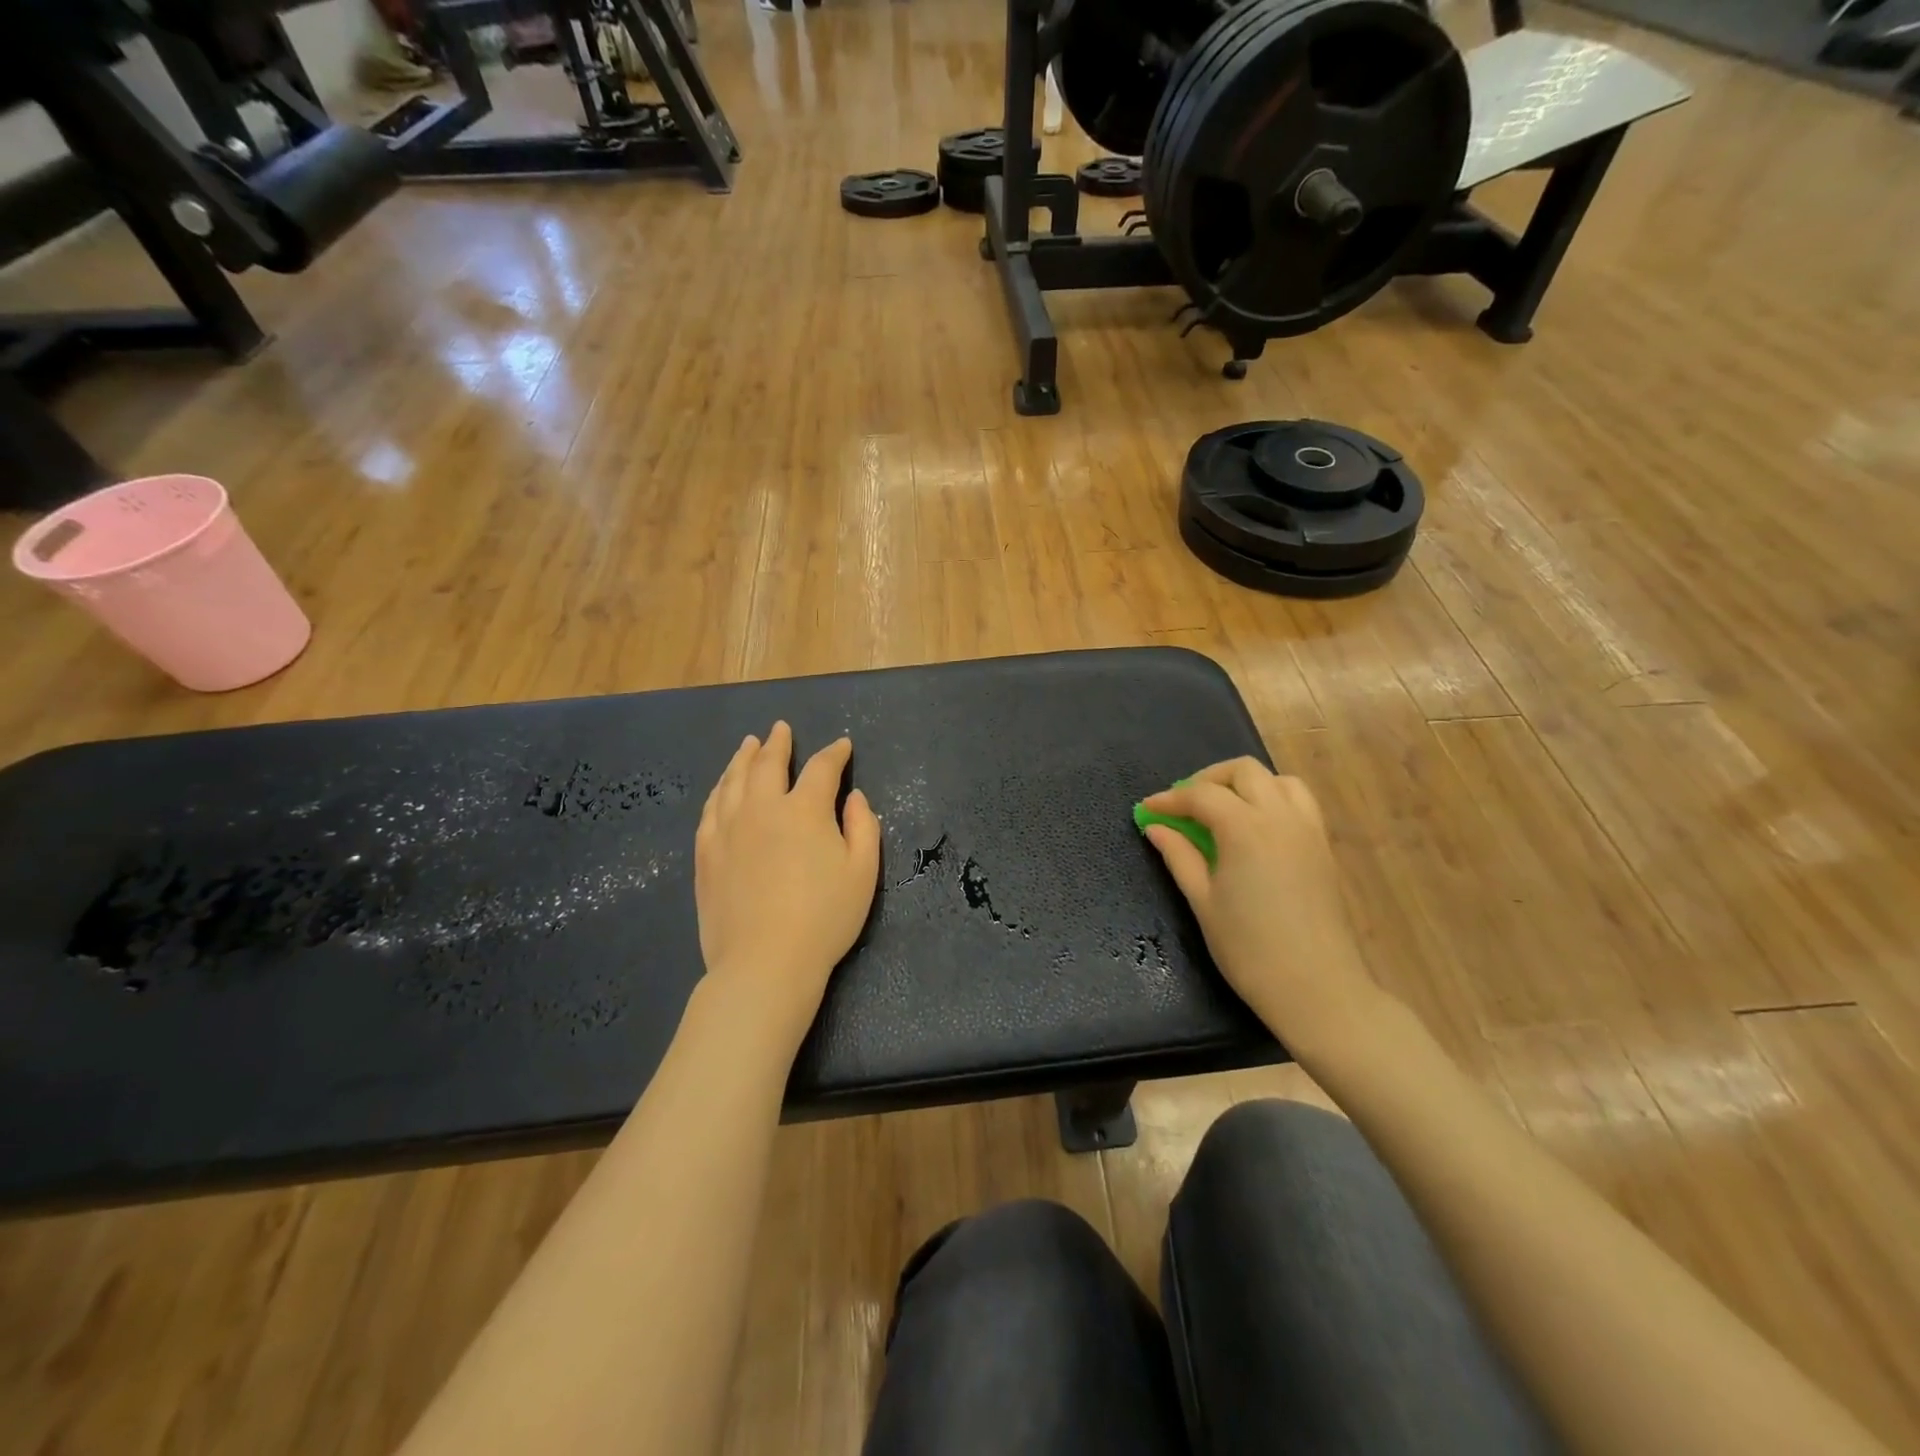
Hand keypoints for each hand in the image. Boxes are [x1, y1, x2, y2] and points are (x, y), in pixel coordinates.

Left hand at [694, 722, 880, 1051]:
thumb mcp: (863, 873)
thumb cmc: (824, 919)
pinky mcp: (706, 852)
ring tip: (748, 744)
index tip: (842, 746)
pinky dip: (719, 790)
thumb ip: (864, 827)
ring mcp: (728, 828)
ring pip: (733, 780)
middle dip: (778, 742)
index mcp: (805, 809)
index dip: (835, 753)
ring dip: (743, 757)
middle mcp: (762, 807)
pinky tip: (722, 787)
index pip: (822, 768)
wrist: (764, 962)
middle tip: (781, 728)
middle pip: (767, 763)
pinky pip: (710, 808)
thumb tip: (855, 798)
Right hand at [1141, 759, 1378, 1053]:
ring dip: (1245, 784)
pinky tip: (1253, 828)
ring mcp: (1307, 829)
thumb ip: (1179, 856)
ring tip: (1221, 810)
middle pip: (1243, 771)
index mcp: (1245, 828)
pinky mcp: (1323, 847)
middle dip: (1208, 780)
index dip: (1170, 799)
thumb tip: (1156, 827)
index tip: (1147, 810)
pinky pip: (1299, 802)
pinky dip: (1272, 799)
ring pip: (1277, 780)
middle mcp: (1280, 817)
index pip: (1201, 795)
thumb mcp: (1202, 901)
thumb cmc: (1248, 948)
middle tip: (1184, 806)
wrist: (1316, 987)